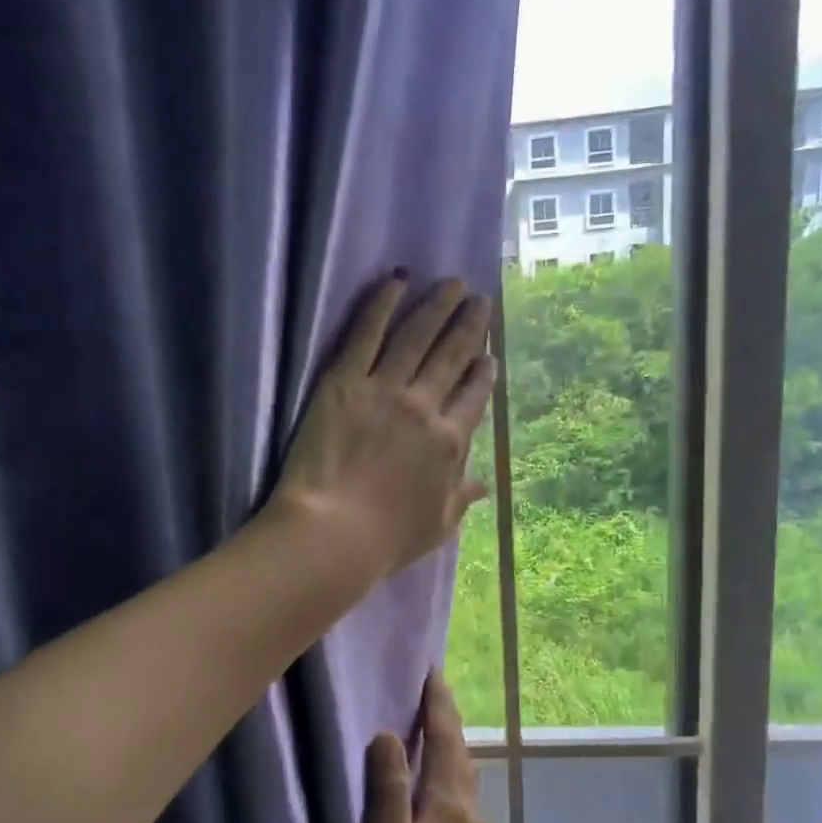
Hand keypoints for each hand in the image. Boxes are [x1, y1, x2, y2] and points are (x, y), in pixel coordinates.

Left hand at [273, 274, 495, 577]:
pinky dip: (381, 304)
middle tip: (480, 301)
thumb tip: (484, 485)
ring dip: (437, 306)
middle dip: (469, 326)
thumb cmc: (385, 541)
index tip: (488, 355)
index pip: (474, 397)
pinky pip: (366, 334)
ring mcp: (384, 391)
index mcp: (449, 443)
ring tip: (451, 283)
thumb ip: (461, 500)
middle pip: (452, 357)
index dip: (484, 372)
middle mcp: (424, 408)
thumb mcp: (436, 527)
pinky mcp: (343, 383)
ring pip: (416, 337)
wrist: (333, 534)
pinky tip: (396, 281)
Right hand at [364, 671, 501, 822]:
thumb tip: (388, 734)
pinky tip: (432, 783)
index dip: (438, 704)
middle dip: (445, 718)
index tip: (432, 671)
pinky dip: (447, 772)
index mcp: (451, 806)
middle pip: (459, 753)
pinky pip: (460, 797)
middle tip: (426, 689)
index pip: (446, 740)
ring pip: (463, 776)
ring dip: (447, 745)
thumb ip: (389, 792)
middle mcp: (471, 813)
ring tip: (427, 726)